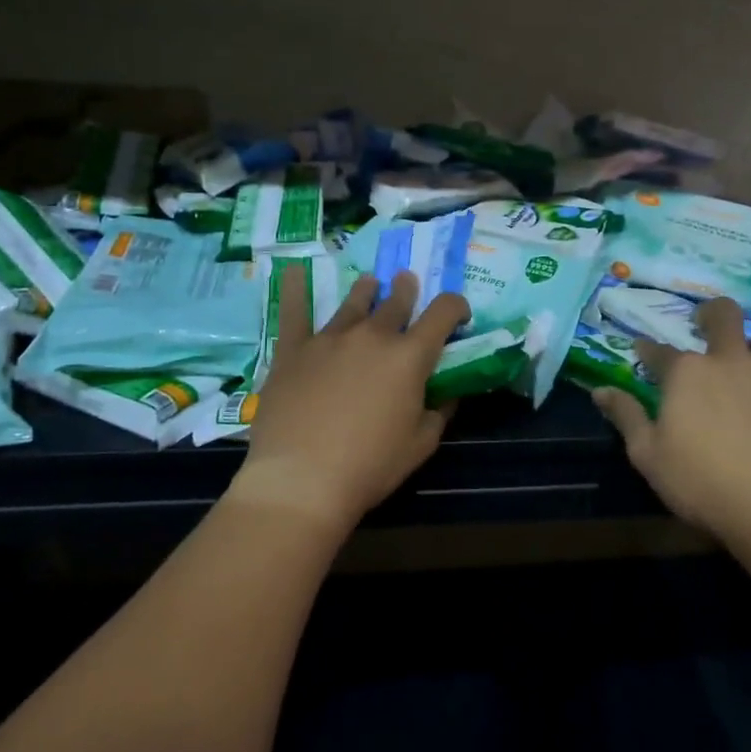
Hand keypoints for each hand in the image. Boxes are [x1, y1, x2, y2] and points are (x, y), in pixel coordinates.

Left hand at [231, 267, 468, 532]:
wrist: (302, 480)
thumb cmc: (370, 466)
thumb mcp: (421, 444)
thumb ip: (439, 412)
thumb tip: (448, 394)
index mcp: (410, 356)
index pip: (443, 313)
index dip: (455, 306)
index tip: (458, 313)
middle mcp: (373, 336)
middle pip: (396, 301)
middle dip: (407, 290)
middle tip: (408, 283)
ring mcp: (330, 338)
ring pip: (353, 302)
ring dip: (367, 290)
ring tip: (370, 283)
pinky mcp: (294, 350)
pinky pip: (294, 311)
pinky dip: (294, 289)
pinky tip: (292, 271)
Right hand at [593, 297, 750, 541]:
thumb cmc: (699, 482)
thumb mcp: (646, 455)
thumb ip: (626, 416)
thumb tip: (600, 391)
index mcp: (686, 372)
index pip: (658, 350)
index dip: (647, 349)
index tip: (642, 351)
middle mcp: (729, 360)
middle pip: (724, 314)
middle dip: (713, 313)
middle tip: (707, 327)